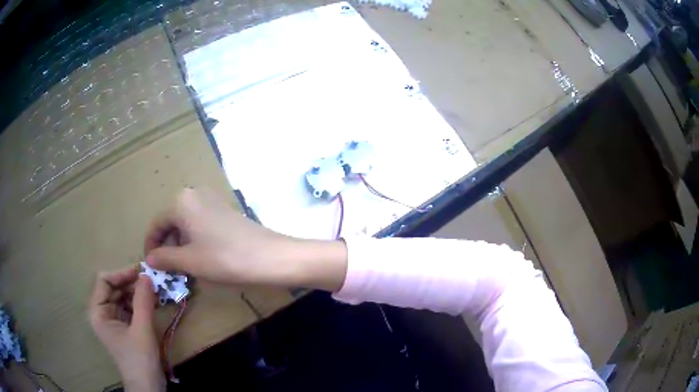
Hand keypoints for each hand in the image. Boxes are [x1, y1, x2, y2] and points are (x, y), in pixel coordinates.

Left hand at [89, 268, 164, 391]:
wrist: (148, 386)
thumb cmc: (139, 359)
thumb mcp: (142, 330)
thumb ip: (143, 301)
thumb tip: (147, 274)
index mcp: (98, 312)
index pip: (104, 281)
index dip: (121, 274)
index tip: (141, 271)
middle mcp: (103, 312)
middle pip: (114, 287)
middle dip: (132, 283)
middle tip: (152, 279)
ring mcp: (114, 320)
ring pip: (123, 296)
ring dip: (138, 292)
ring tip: (156, 289)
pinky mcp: (125, 326)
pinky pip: (131, 307)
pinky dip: (141, 302)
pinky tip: (154, 301)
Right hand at [144, 188, 347, 290]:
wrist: (269, 256)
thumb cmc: (224, 258)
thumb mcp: (189, 260)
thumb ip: (165, 258)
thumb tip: (149, 258)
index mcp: (181, 201)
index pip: (157, 223)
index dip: (151, 245)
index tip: (151, 264)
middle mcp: (195, 194)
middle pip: (171, 221)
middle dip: (167, 245)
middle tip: (169, 269)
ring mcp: (212, 200)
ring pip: (185, 223)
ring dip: (181, 244)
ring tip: (185, 267)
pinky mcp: (225, 209)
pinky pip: (200, 223)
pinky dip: (195, 239)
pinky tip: (201, 257)